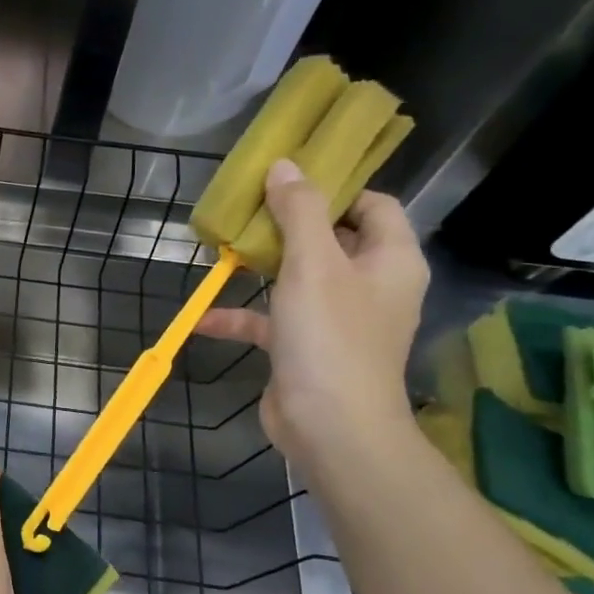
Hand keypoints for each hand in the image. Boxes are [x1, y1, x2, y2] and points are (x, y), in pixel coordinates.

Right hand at [196, 159, 427, 468]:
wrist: (331, 428)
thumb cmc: (331, 337)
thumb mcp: (313, 264)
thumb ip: (300, 211)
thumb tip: (286, 165)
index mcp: (390, 260)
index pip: (374, 206)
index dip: (336, 188)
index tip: (289, 180)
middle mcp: (369, 286)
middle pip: (331, 240)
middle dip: (287, 225)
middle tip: (247, 208)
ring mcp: (337, 320)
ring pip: (297, 280)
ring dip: (259, 269)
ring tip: (221, 252)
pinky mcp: (305, 349)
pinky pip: (271, 322)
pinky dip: (241, 318)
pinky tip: (203, 319)